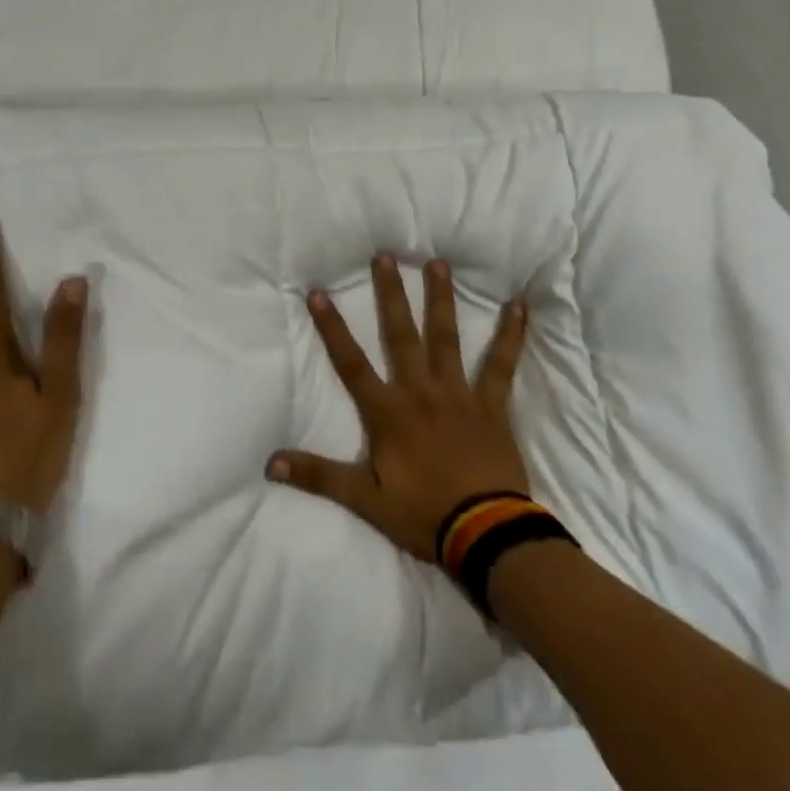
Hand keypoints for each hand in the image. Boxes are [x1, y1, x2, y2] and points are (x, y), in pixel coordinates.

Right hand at [267, 255, 530, 562]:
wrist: (488, 534)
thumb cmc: (424, 514)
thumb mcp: (365, 499)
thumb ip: (319, 476)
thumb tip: (270, 463)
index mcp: (388, 412)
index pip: (351, 363)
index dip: (333, 328)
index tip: (319, 293)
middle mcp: (420, 391)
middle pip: (401, 335)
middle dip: (390, 295)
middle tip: (385, 256)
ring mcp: (459, 394)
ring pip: (447, 338)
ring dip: (442, 300)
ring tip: (438, 263)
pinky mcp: (491, 405)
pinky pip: (501, 364)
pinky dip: (511, 335)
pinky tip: (519, 307)